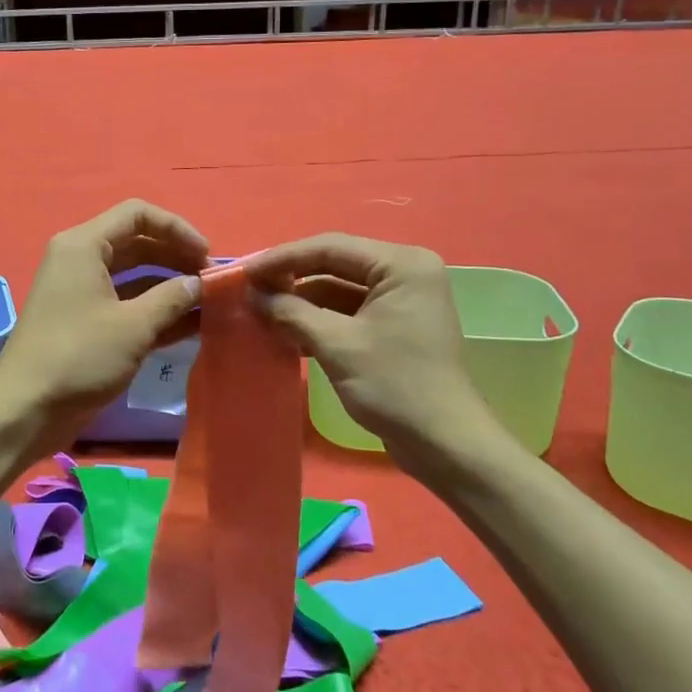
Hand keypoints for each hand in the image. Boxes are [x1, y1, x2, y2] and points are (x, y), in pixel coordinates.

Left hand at [0, 200, 209, 454]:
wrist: (26, 410)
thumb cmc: (78, 357)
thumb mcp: (133, 326)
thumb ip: (172, 298)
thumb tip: (200, 283)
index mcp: (84, 246)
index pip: (137, 214)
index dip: (177, 228)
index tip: (207, 255)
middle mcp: (82, 260)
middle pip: (138, 243)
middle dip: (176, 258)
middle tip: (212, 282)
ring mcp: (84, 293)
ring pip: (135, 276)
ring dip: (171, 287)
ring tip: (210, 303)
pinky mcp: (88, 323)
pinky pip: (128, 304)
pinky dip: (157, 311)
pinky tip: (193, 325)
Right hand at [243, 234, 503, 465]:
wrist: (445, 444)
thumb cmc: (395, 386)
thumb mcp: (337, 345)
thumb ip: (292, 313)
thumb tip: (253, 294)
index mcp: (401, 264)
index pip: (330, 247)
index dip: (283, 258)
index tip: (246, 272)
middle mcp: (405, 272)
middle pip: (335, 264)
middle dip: (292, 279)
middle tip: (250, 290)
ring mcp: (402, 299)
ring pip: (339, 288)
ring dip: (302, 301)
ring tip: (262, 312)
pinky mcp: (395, 325)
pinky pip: (349, 309)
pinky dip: (320, 318)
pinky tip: (288, 332)